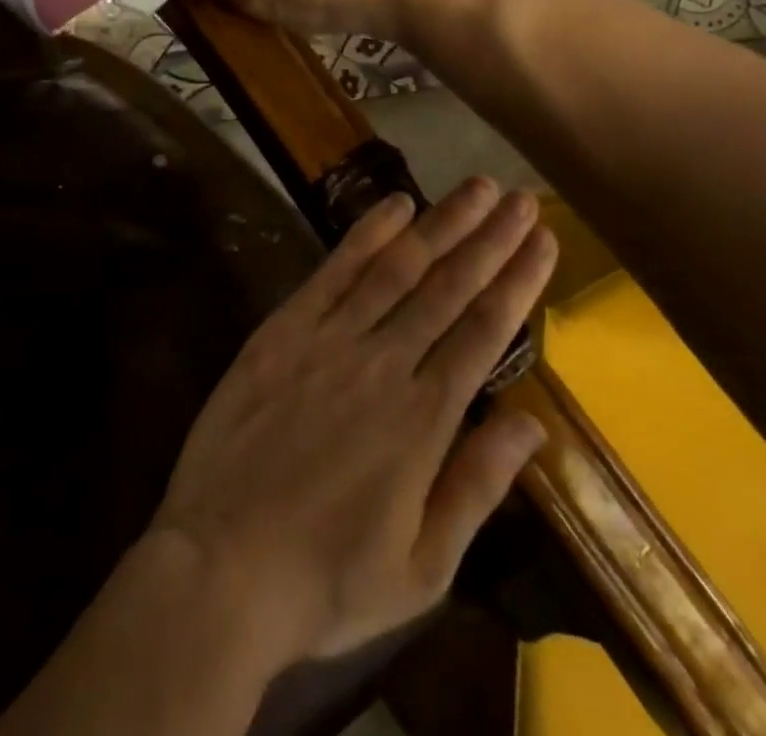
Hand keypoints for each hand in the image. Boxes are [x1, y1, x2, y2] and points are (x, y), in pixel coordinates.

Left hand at [147, 179, 556, 664]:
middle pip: (449, 287)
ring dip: (441, 223)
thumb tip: (532, 423)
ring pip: (398, 267)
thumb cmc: (328, 578)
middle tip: (522, 197)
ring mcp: (331, 339)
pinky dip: (367, 234)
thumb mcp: (422, 566)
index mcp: (424, 420)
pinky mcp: (285, 329)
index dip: (518, 280)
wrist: (221, 564)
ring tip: (477, 187)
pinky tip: (395, 204)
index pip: (484, 332)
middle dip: (490, 238)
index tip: (544, 239)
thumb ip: (477, 486)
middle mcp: (384, 363)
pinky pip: (334, 271)